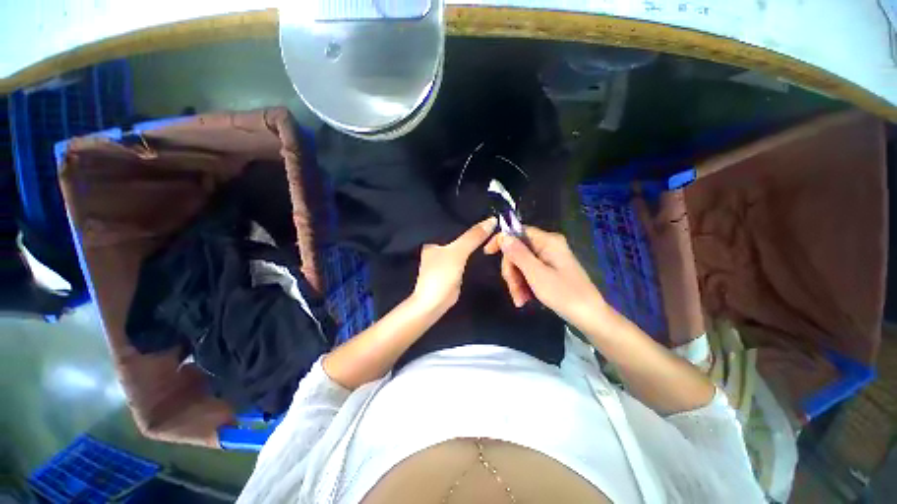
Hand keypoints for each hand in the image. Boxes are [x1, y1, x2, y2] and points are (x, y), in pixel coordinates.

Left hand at [411, 217, 497, 314]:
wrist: (435, 303)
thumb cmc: (441, 274)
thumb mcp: (457, 252)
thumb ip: (473, 236)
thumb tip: (492, 219)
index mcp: (433, 238)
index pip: (452, 222)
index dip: (467, 217)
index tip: (484, 210)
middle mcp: (438, 246)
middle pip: (458, 233)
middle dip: (472, 228)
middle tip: (492, 219)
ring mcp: (445, 257)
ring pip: (463, 244)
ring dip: (474, 240)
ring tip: (492, 228)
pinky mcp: (453, 268)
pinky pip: (465, 255)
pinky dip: (474, 251)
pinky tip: (485, 245)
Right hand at [484, 226, 604, 324]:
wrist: (590, 317)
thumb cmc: (565, 295)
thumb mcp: (537, 275)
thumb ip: (518, 254)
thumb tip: (503, 236)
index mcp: (548, 241)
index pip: (518, 231)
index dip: (501, 240)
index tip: (487, 253)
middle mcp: (548, 245)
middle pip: (518, 251)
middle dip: (512, 271)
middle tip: (514, 292)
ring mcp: (549, 258)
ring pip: (521, 264)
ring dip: (517, 282)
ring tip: (520, 300)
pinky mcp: (550, 269)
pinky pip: (529, 272)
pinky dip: (524, 285)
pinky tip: (525, 299)